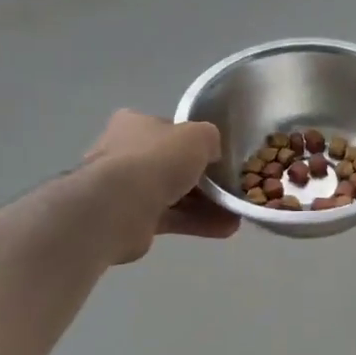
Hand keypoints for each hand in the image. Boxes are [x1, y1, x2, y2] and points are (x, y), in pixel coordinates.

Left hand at [83, 110, 239, 263]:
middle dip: (204, 180)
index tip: (218, 158)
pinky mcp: (131, 219)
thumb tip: (212, 153)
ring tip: (236, 215)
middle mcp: (125, 153)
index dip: (195, 143)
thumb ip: (210, 139)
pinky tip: (225, 230)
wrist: (119, 205)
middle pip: (172, 165)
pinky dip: (196, 223)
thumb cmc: (157, 159)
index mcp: (134, 124)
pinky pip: (171, 218)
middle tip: (231, 190)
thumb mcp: (198, 136)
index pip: (169, 130)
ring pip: (174, 194)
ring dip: (206, 205)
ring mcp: (125, 188)